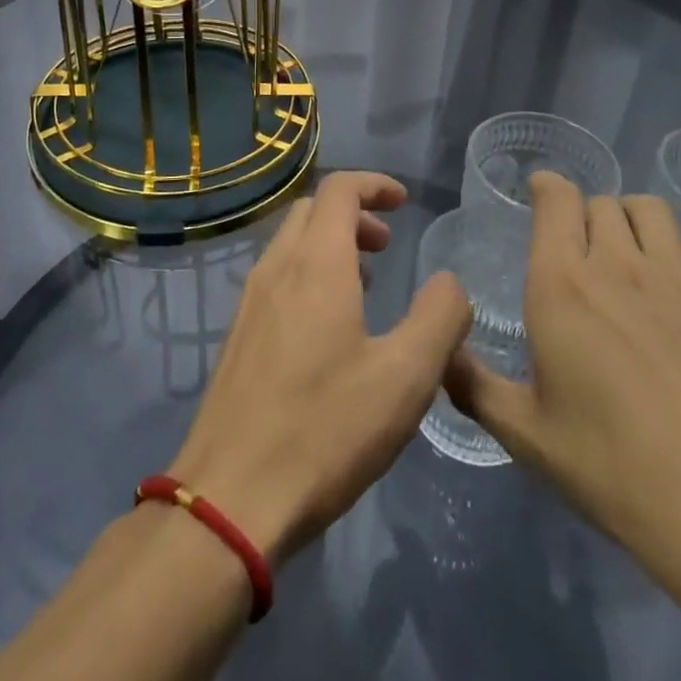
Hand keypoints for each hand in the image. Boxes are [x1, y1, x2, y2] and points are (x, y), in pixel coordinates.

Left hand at [171, 171, 472, 564]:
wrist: (231, 496)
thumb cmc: (325, 430)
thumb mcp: (405, 378)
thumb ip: (439, 317)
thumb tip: (449, 281)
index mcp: (316, 264)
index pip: (340, 189)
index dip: (374, 184)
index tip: (404, 203)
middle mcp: (277, 268)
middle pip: (312, 209)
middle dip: (353, 213)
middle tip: (387, 246)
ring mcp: (250, 300)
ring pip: (291, 242)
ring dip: (330, 243)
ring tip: (366, 283)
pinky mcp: (239, 333)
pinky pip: (277, 276)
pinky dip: (308, 272)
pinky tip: (329, 326)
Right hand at [444, 173, 680, 607]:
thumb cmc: (614, 471)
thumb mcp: (523, 434)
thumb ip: (471, 384)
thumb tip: (440, 351)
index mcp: (562, 285)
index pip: (555, 200)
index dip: (547, 186)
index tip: (540, 192)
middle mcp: (619, 264)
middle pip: (600, 205)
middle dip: (585, 215)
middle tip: (579, 249)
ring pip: (654, 211)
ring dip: (634, 214)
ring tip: (629, 238)